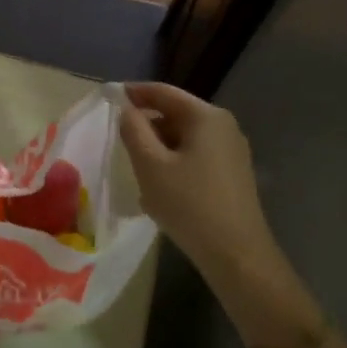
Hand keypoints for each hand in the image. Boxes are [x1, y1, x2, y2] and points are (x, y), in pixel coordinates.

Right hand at [118, 82, 281, 290]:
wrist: (237, 255)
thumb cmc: (189, 204)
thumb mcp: (150, 165)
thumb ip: (133, 130)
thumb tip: (125, 109)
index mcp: (206, 116)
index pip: (163, 92)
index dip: (134, 92)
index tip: (109, 98)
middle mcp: (224, 126)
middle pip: (176, 113)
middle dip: (147, 123)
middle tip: (119, 138)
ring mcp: (232, 150)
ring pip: (185, 137)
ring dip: (159, 145)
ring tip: (136, 165)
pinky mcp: (233, 173)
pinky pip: (196, 155)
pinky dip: (174, 160)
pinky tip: (160, 185)